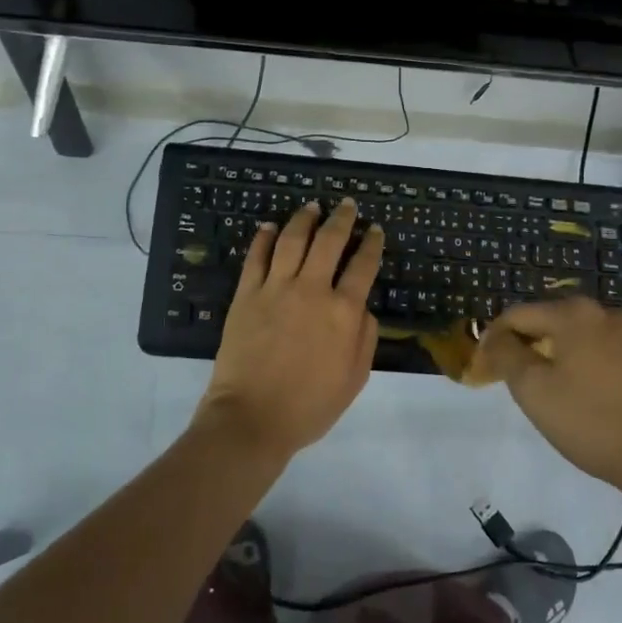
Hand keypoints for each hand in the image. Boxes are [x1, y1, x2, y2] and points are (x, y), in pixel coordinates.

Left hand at [198, 199, 383, 461]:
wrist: (252, 418)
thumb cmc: (309, 406)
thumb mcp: (354, 378)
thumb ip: (365, 337)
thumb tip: (363, 307)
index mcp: (344, 311)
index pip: (363, 266)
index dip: (371, 244)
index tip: (375, 230)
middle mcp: (312, 290)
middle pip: (329, 241)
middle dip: (341, 218)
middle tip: (347, 204)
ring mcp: (276, 288)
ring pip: (292, 240)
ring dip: (304, 219)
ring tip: (312, 206)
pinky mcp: (246, 294)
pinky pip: (256, 257)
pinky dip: (263, 237)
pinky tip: (269, 226)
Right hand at [476, 297, 621, 498]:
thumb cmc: (592, 421)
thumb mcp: (534, 390)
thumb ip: (506, 355)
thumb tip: (496, 337)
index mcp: (574, 313)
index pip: (518, 314)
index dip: (494, 338)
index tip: (483, 367)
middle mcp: (605, 313)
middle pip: (549, 322)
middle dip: (527, 346)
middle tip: (513, 381)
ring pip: (578, 338)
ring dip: (556, 357)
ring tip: (547, 393)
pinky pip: (603, 354)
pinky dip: (584, 367)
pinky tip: (584, 399)